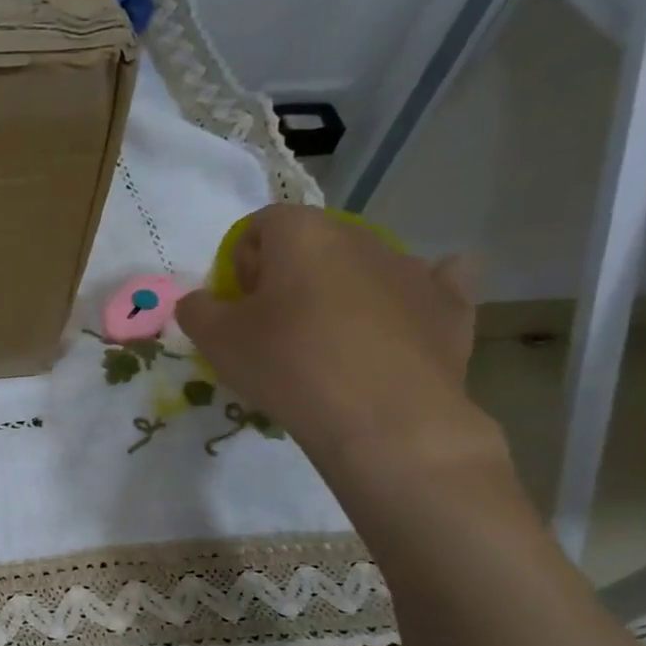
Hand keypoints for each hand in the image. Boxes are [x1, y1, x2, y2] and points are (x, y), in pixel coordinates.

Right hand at [175, 204, 492, 479]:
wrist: (386, 420)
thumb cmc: (289, 366)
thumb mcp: (216, 340)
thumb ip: (196, 310)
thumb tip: (201, 301)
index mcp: (302, 233)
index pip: (258, 226)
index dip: (240, 264)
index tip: (237, 306)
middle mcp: (360, 236)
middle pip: (311, 244)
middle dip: (288, 276)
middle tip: (274, 328)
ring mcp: (412, 267)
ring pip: (362, 267)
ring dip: (340, 292)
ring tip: (328, 344)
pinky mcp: (449, 304)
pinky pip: (428, 285)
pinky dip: (404, 300)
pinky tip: (393, 325)